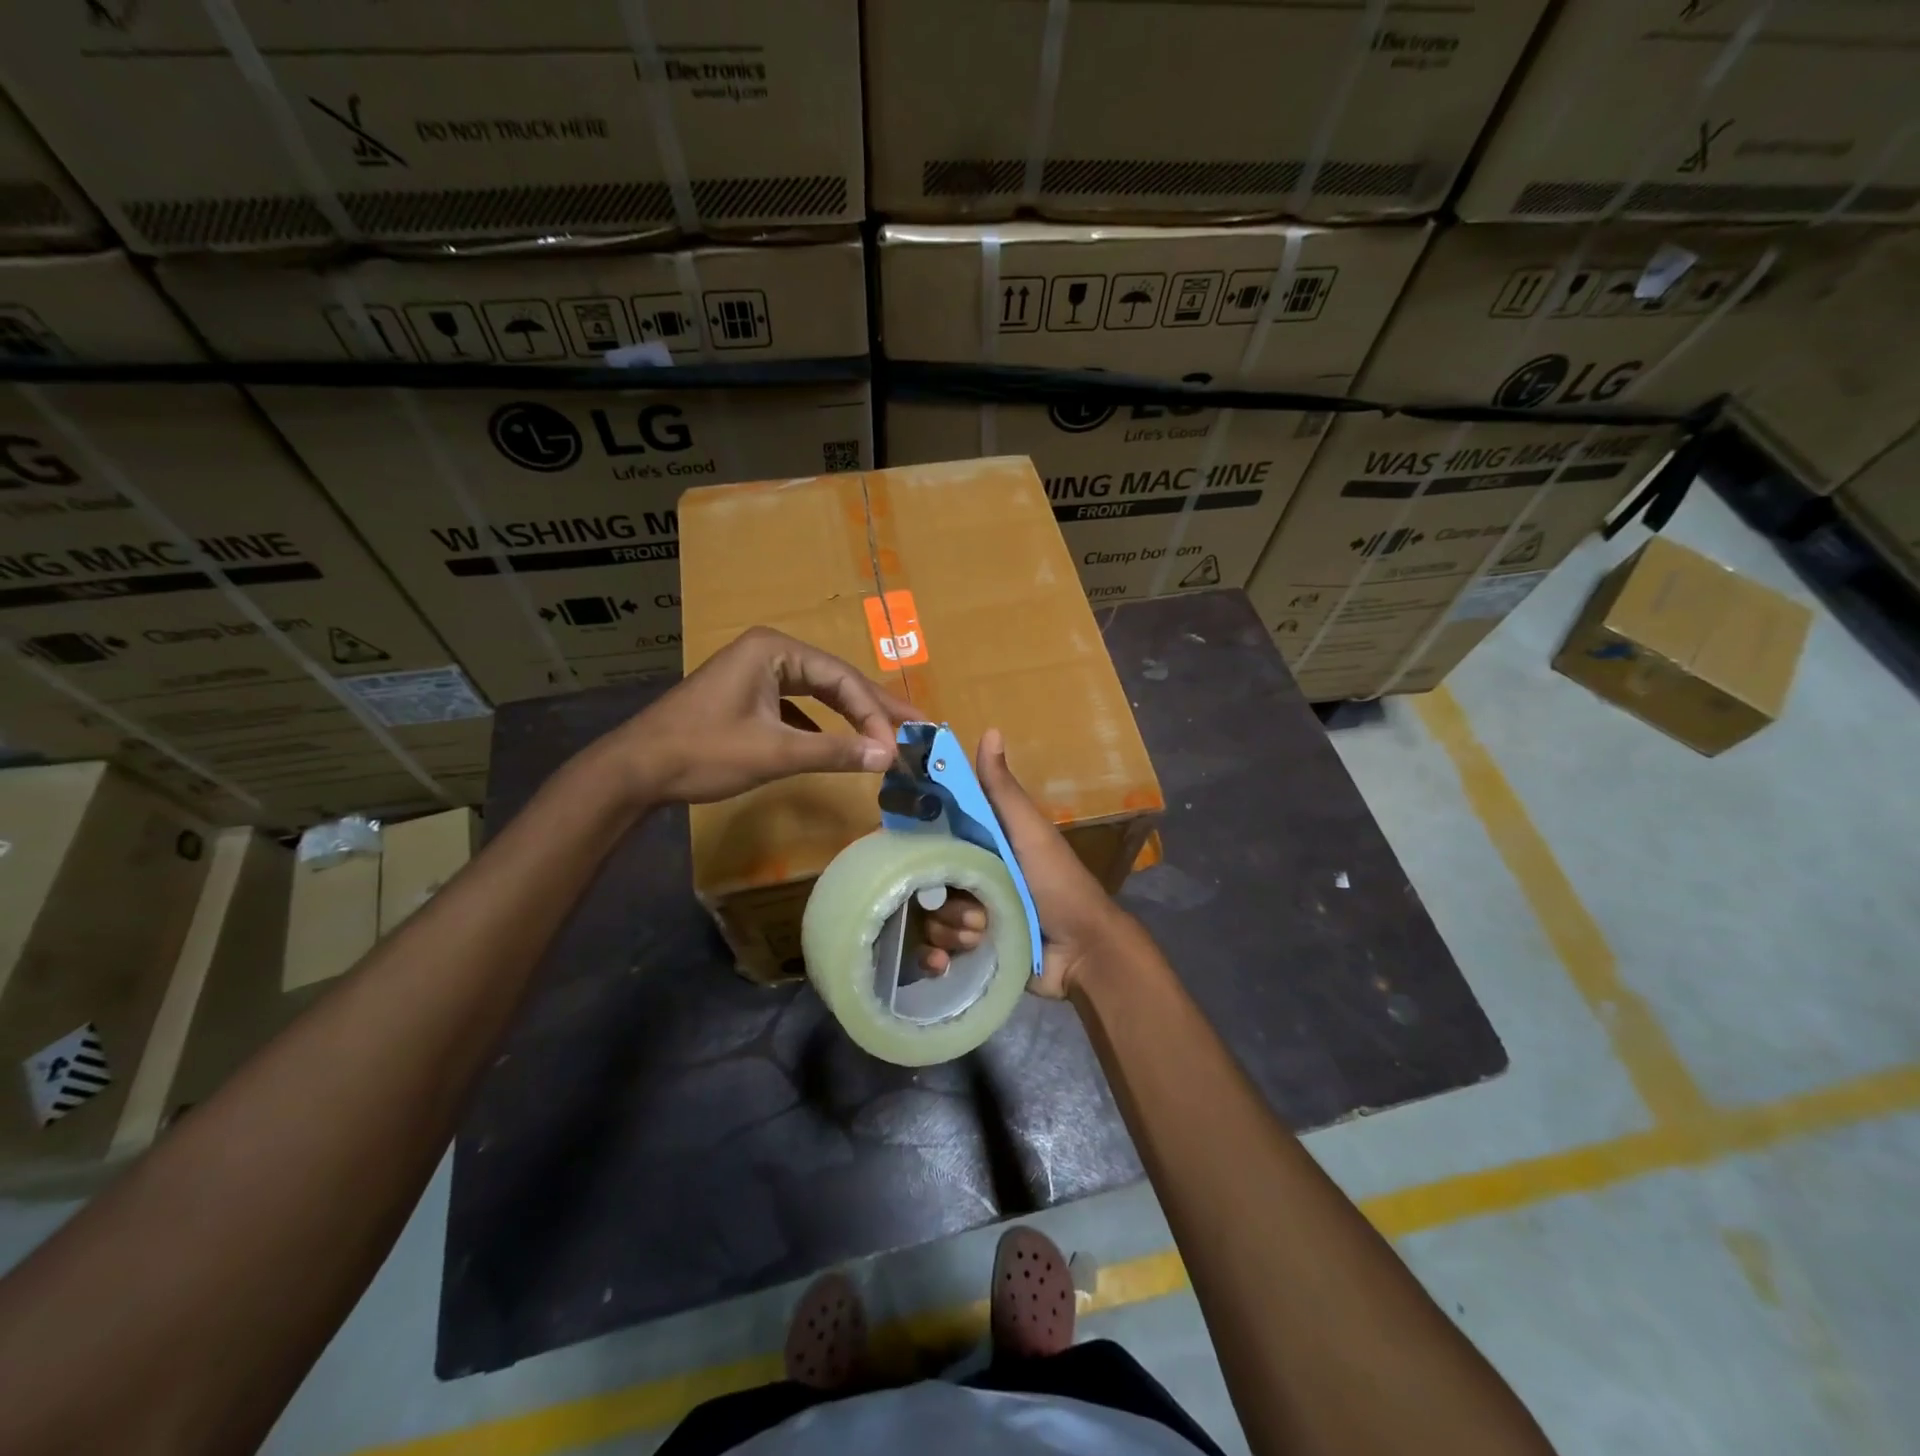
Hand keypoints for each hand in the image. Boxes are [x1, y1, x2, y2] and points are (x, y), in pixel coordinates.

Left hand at [606, 627, 914, 804]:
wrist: (635, 769)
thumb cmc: (704, 752)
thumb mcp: (775, 752)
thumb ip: (835, 751)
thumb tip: (889, 757)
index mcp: (775, 650)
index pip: (841, 679)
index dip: (875, 714)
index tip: (899, 747)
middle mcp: (770, 651)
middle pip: (835, 679)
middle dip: (873, 707)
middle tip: (917, 726)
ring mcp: (756, 672)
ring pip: (818, 692)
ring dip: (850, 715)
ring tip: (888, 733)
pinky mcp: (747, 695)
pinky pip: (797, 704)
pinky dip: (821, 723)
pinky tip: (838, 742)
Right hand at [921, 728, 1134, 998]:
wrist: (1082, 953)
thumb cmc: (1058, 884)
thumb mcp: (1030, 833)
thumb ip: (1004, 791)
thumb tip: (989, 729)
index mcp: (979, 845)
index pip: (929, 837)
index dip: (913, 843)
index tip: (901, 851)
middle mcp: (966, 877)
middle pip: (922, 882)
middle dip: (942, 900)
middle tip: (975, 910)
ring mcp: (965, 916)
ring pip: (926, 918)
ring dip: (951, 929)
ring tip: (983, 933)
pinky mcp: (966, 952)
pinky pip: (930, 951)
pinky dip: (937, 956)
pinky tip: (948, 962)